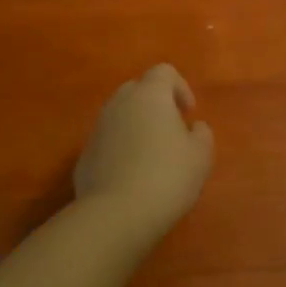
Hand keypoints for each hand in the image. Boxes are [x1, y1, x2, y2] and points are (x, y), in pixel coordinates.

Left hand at [73, 65, 214, 235]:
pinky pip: (107, 141)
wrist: (115, 215)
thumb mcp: (201, 156)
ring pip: (120, 115)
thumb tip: (194, 127)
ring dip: (136, 126)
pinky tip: (131, 177)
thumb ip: (202, 134)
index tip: (188, 113)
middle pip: (138, 89)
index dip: (180, 87)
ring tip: (151, 156)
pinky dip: (120, 149)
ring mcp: (98, 128)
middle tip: (171, 131)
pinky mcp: (84, 155)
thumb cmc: (167, 177)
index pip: (164, 71)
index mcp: (149, 95)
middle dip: (155, 104)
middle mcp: (119, 103)